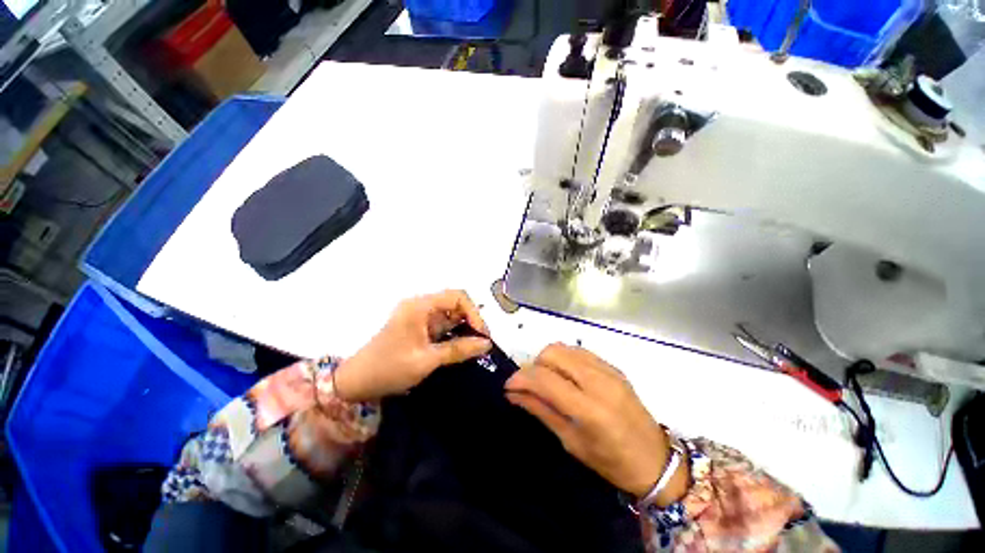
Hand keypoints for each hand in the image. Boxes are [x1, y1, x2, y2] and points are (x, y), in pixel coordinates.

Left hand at [333, 290, 491, 401]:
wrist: (356, 382)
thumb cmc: (389, 368)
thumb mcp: (427, 360)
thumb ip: (458, 349)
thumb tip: (486, 344)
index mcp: (420, 306)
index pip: (457, 297)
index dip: (473, 312)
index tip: (482, 334)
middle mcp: (420, 305)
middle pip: (455, 303)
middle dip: (471, 320)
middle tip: (482, 341)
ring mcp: (419, 316)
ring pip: (450, 314)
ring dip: (464, 327)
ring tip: (476, 345)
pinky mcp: (418, 327)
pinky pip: (442, 325)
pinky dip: (454, 334)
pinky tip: (462, 346)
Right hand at [505, 344, 684, 503]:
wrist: (656, 460)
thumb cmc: (612, 462)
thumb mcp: (571, 442)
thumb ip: (541, 411)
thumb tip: (513, 393)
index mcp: (589, 408)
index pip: (545, 379)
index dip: (521, 378)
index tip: (508, 386)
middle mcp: (598, 381)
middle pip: (552, 353)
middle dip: (533, 366)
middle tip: (530, 385)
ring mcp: (608, 370)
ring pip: (564, 347)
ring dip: (548, 360)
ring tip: (546, 380)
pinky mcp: (613, 366)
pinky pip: (579, 351)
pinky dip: (564, 358)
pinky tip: (565, 376)